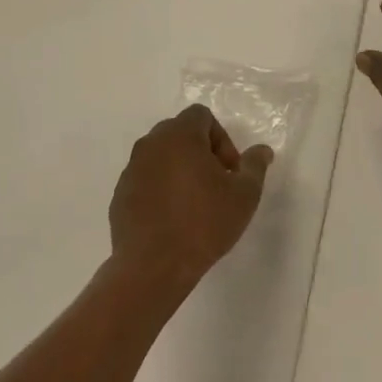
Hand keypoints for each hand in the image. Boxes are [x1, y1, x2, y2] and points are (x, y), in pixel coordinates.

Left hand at [109, 105, 272, 286]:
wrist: (153, 266)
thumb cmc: (204, 223)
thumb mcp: (244, 194)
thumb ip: (254, 166)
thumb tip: (262, 151)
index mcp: (180, 136)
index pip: (201, 115)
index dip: (222, 138)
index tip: (230, 171)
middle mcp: (151, 145)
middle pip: (179, 133)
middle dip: (201, 151)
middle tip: (217, 184)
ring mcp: (131, 170)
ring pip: (161, 156)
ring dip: (180, 169)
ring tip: (195, 203)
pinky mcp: (120, 195)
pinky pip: (146, 180)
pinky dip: (161, 189)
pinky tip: (173, 218)